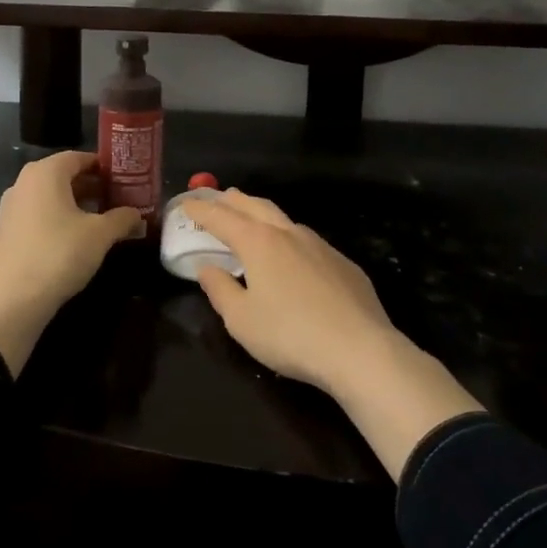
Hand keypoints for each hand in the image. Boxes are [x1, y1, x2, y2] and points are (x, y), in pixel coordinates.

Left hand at [0, 150, 141, 374]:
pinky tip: (72, 239)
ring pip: (49, 196)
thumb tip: (136, 215)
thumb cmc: (60, 254)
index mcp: (45, 173)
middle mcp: (23, 182)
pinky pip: (36, 214)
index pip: (79, 157)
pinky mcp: (5, 231)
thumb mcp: (100, 235)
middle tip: (116, 199)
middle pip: (63, 175)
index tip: (123, 179)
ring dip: (74, 204)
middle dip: (90, 186)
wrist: (13, 300)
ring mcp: (10, 207)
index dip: (103, 167)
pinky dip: (56, 219)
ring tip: (99, 220)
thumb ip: (122, 218)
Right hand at [180, 190, 399, 393]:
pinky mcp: (343, 263)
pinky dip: (289, 238)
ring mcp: (320, 245)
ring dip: (263, 214)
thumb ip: (220, 290)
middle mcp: (288, 233)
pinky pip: (308, 241)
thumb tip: (207, 268)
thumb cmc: (291, 335)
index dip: (201, 210)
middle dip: (233, 200)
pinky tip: (292, 257)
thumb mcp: (241, 320)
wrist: (360, 349)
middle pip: (255, 206)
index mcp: (258, 242)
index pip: (221, 218)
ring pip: (284, 219)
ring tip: (253, 221)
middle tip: (220, 198)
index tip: (186, 205)